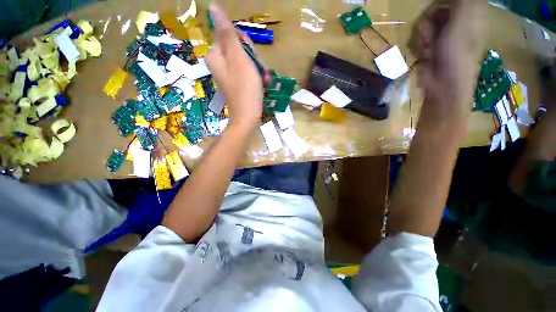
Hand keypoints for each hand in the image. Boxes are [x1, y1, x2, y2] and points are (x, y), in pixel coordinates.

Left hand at [206, 4, 263, 130]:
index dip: (247, 46)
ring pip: (247, 62)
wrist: (248, 117)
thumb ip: (227, 33)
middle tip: (259, 72)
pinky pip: (249, 74)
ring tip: (264, 82)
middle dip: (254, 60)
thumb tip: (213, 6)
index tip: (252, 59)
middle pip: (241, 50)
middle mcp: (220, 64)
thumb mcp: (238, 58)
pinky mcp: (238, 84)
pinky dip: (257, 78)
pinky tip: (263, 85)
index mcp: (216, 55)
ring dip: (259, 70)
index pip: (232, 36)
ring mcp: (230, 75)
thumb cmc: (245, 89)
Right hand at [409, 0, 486, 118]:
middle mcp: (458, 20)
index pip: (451, 0)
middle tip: (433, 34)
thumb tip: (448, 1)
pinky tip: (426, 55)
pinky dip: (421, 47)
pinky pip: (420, 38)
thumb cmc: (457, 52)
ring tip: (430, 49)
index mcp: (471, 11)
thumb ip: (463, 0)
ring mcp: (444, 35)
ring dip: (423, 37)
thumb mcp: (463, 18)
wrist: (443, 85)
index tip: (438, 12)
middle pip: (435, 8)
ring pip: (425, 24)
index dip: (440, 5)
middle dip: (429, 21)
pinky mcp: (432, 46)